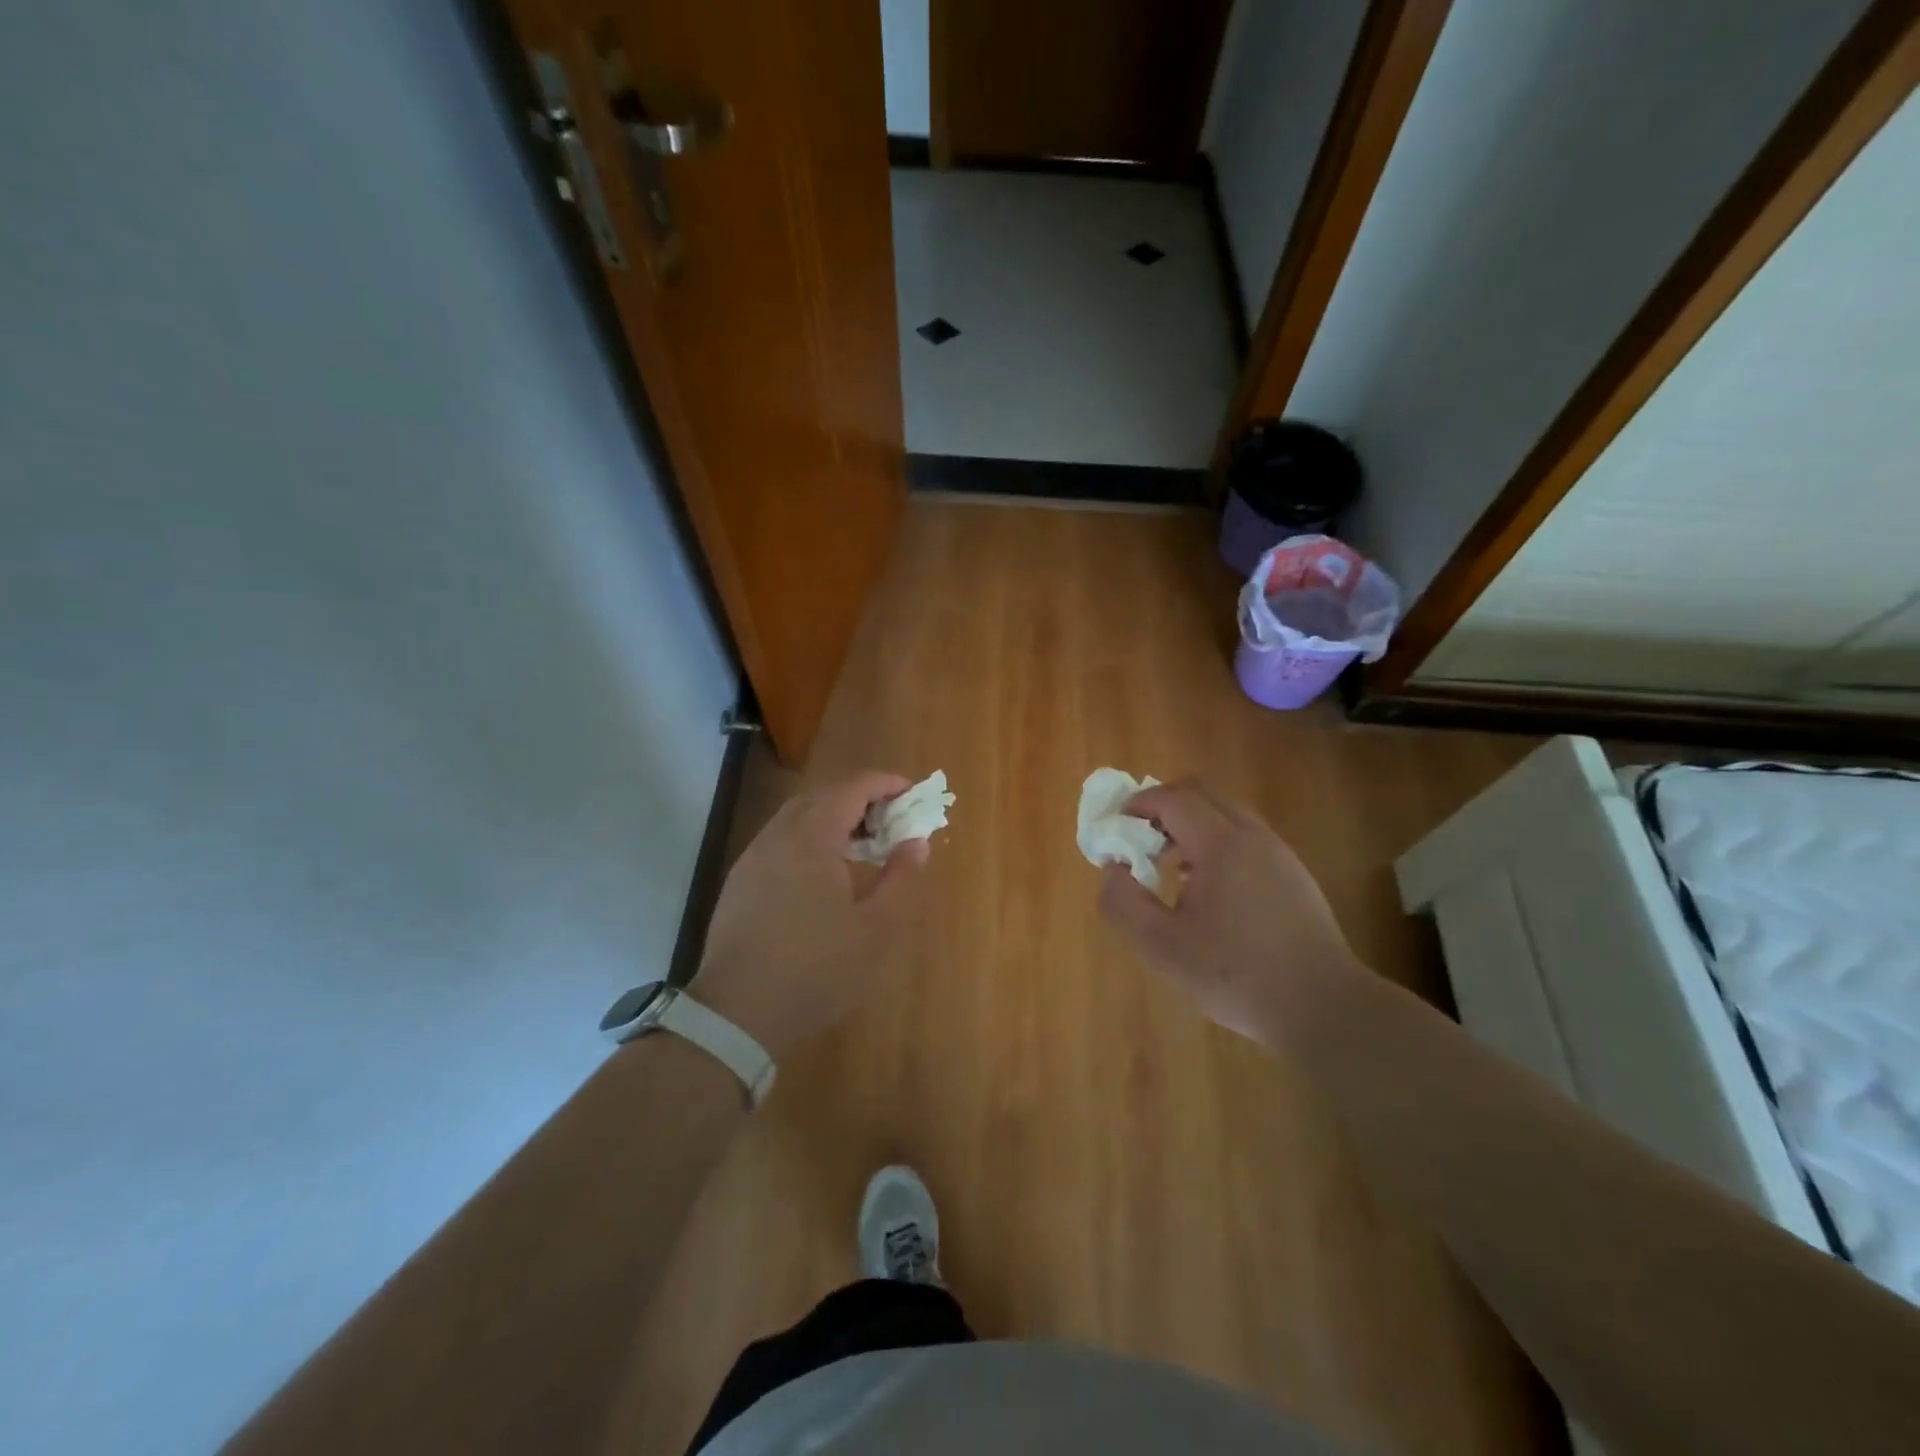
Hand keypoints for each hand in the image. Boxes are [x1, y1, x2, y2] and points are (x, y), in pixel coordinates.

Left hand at [692, 771, 928, 1059]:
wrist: (737, 1013)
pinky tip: (823, 872)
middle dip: (861, 798)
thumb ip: (901, 879)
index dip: (885, 784)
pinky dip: (810, 838)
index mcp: (812, 837)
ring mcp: (754, 858)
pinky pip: (781, 840)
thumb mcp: (875, 929)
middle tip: (892, 820)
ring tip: (863, 845)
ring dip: (833, 817)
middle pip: (823, 796)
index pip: (852, 788)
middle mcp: (778, 835)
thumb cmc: (816, 968)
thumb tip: (917, 843)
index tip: (913, 793)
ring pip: (797, 817)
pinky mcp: (740, 881)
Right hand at [1098, 780, 1358, 1046]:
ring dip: (1191, 825)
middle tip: (1141, 842)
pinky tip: (1209, 889)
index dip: (1138, 804)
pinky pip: (1246, 837)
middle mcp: (1252, 836)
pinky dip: (1217, 842)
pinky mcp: (1294, 874)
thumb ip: (1123, 903)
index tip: (1116, 827)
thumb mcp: (1161, 947)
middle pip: (1202, 794)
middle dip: (1164, 808)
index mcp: (1221, 845)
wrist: (1324, 1007)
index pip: (1173, 798)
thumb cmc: (1235, 975)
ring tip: (1172, 867)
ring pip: (1226, 814)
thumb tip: (1112, 868)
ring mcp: (1279, 853)